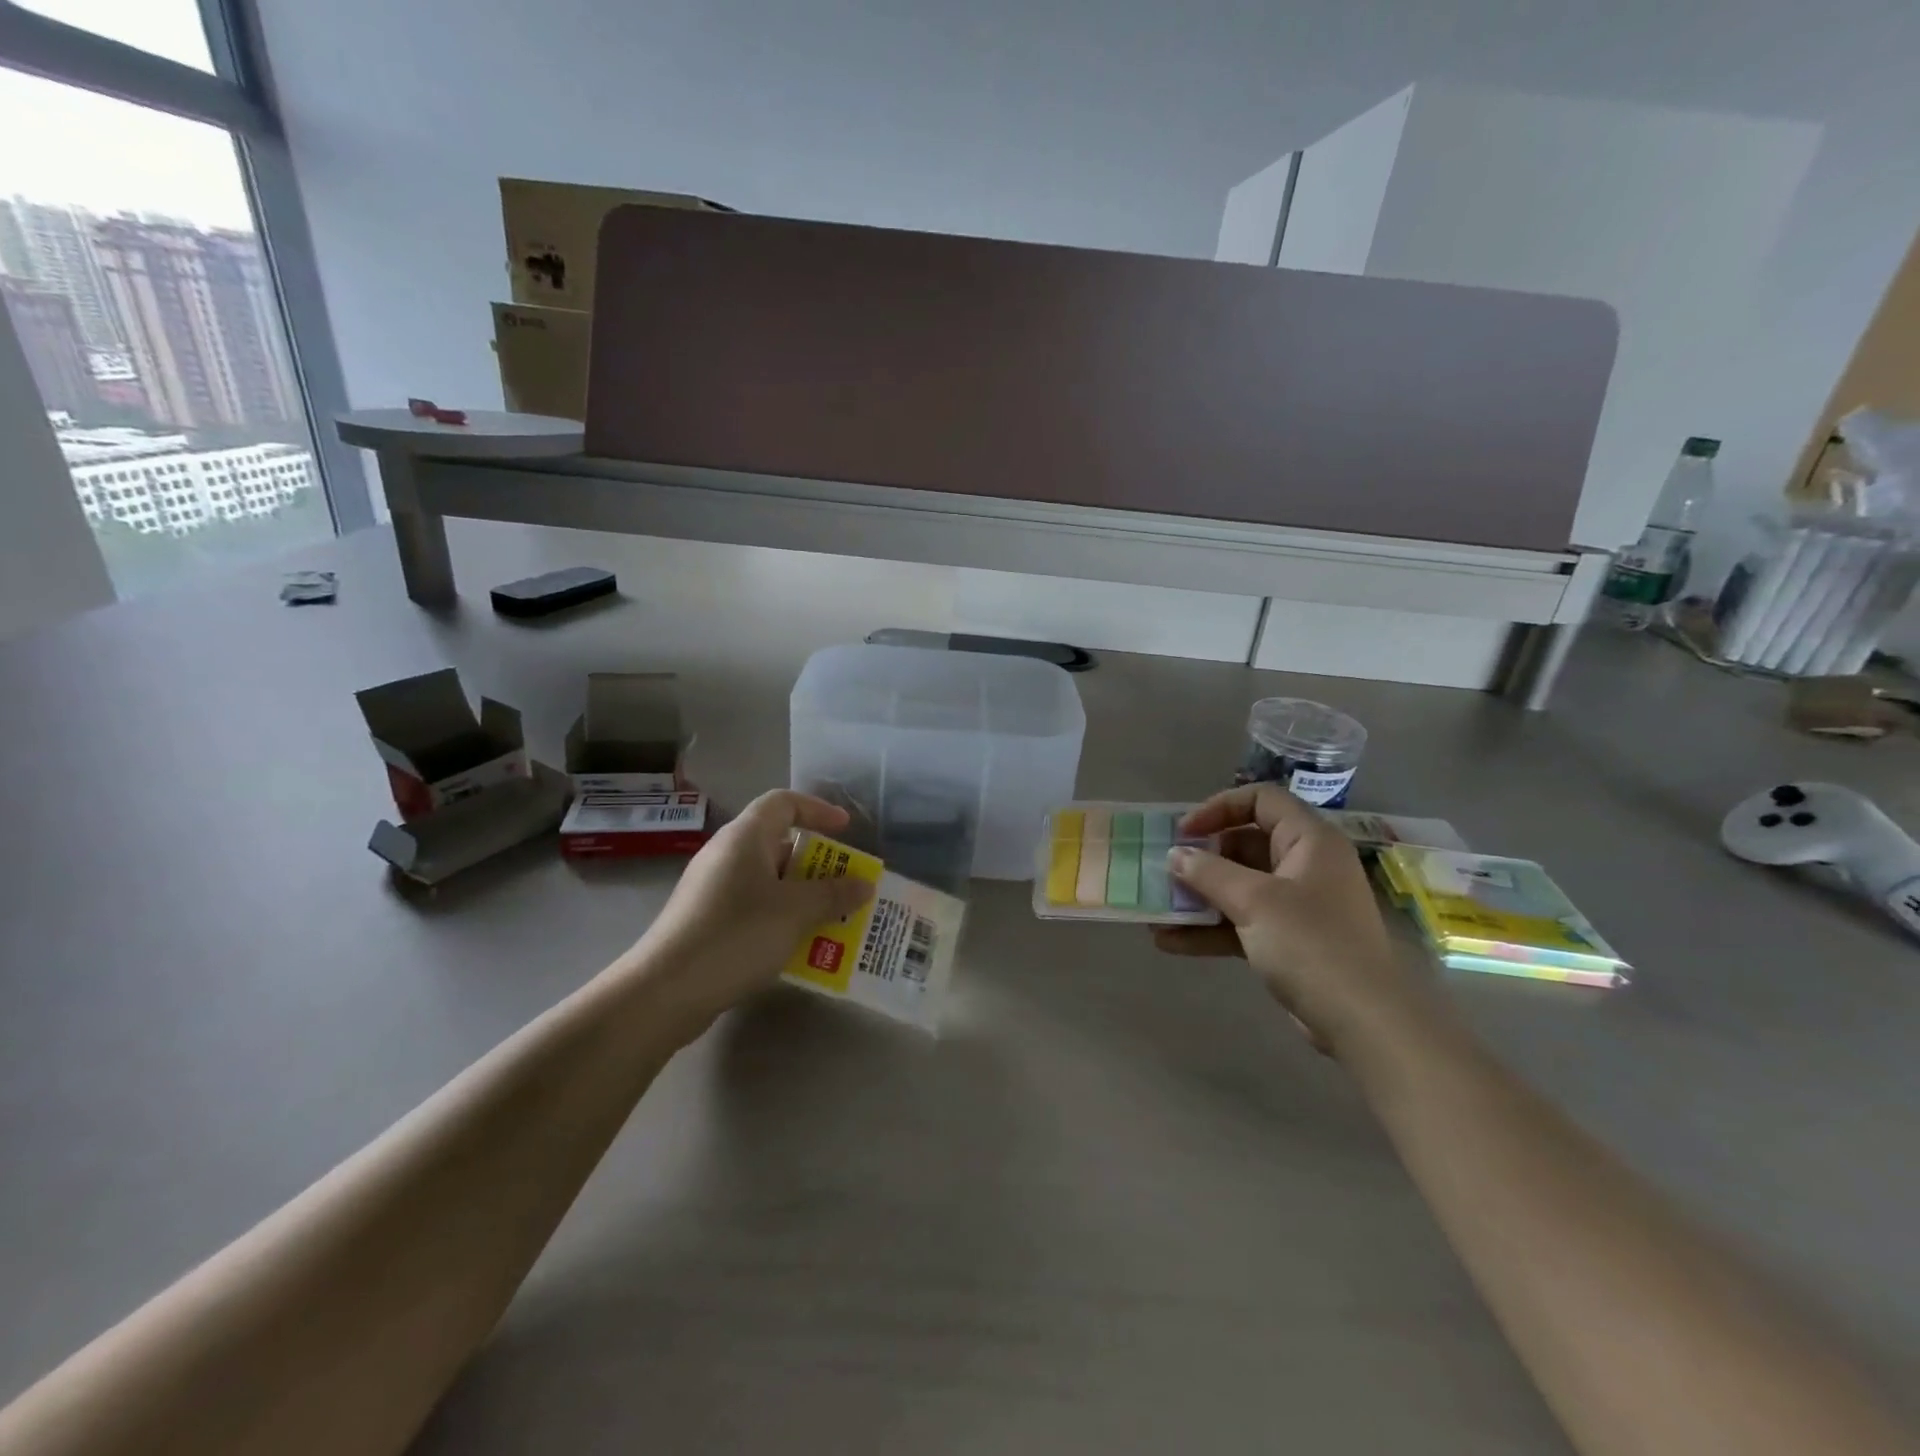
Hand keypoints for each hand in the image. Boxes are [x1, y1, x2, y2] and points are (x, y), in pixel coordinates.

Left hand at [622, 790, 873, 1040]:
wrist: (665, 991)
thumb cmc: (737, 935)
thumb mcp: (796, 912)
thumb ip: (834, 894)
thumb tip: (865, 884)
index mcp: (745, 837)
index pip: (784, 802)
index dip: (818, 810)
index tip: (847, 830)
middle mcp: (726, 855)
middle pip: (779, 843)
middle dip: (818, 864)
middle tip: (847, 885)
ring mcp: (713, 889)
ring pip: (769, 880)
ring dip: (803, 896)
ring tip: (832, 918)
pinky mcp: (705, 920)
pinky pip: (754, 906)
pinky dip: (781, 917)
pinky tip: (799, 946)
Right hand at [1154, 784, 1438, 1055]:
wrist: (1363, 1022)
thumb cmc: (1311, 944)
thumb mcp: (1254, 901)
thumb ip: (1209, 872)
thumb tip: (1175, 855)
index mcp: (1309, 840)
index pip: (1261, 800)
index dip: (1219, 808)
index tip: (1184, 832)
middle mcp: (1305, 865)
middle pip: (1245, 844)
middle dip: (1201, 858)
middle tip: (1165, 871)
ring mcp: (1297, 905)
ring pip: (1240, 887)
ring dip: (1199, 897)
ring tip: (1157, 908)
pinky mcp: (1288, 940)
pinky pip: (1242, 922)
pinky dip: (1210, 929)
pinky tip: (1169, 942)